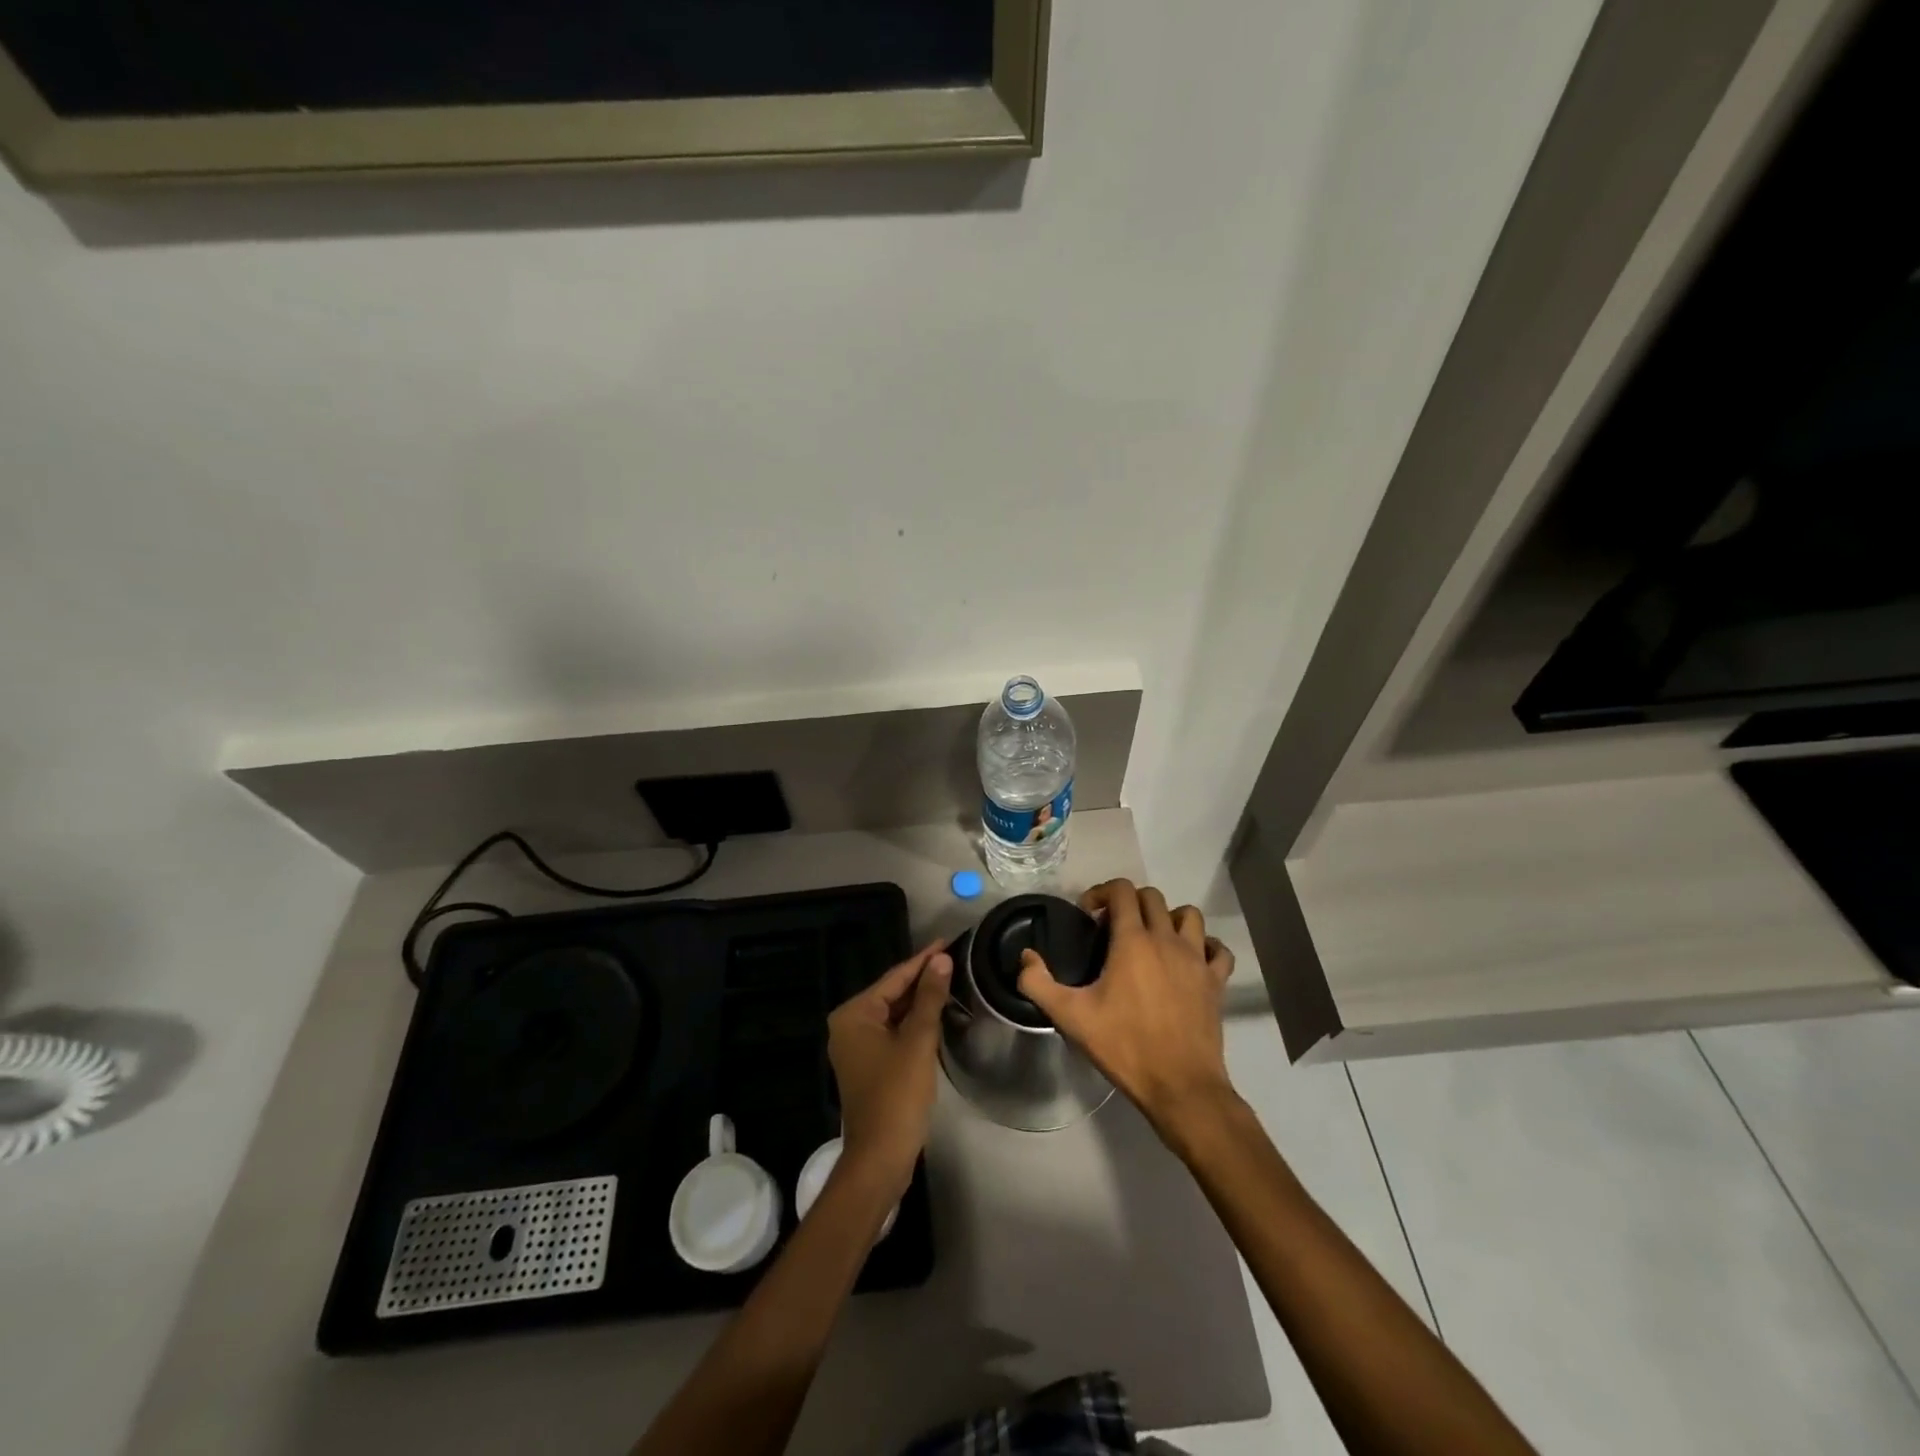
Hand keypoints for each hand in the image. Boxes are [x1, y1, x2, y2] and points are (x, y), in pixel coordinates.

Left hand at [827, 942, 950, 1196]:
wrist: (880, 1157)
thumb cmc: (897, 1095)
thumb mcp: (918, 1041)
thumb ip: (930, 997)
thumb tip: (941, 960)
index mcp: (854, 1014)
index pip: (895, 977)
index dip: (923, 960)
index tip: (947, 942)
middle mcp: (848, 1025)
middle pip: (892, 994)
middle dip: (922, 980)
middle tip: (954, 961)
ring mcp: (857, 1047)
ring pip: (894, 1014)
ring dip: (921, 1002)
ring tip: (951, 981)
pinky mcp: (868, 1065)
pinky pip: (893, 1032)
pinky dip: (914, 1024)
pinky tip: (937, 1015)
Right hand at [1017, 880, 1236, 1133]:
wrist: (1180, 1086)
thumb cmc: (1124, 1046)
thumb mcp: (1070, 1017)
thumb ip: (1038, 983)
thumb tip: (1025, 957)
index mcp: (1133, 941)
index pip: (1122, 891)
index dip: (1102, 893)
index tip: (1088, 915)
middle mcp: (1167, 939)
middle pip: (1153, 897)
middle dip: (1129, 903)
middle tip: (1112, 929)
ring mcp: (1197, 959)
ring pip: (1189, 915)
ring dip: (1168, 918)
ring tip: (1152, 938)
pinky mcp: (1216, 982)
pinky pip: (1218, 950)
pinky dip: (1206, 946)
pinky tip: (1191, 960)